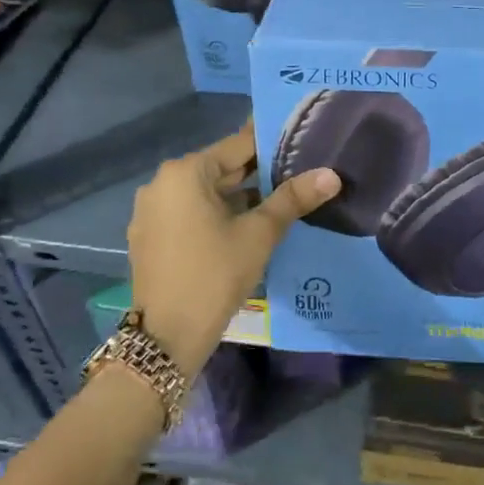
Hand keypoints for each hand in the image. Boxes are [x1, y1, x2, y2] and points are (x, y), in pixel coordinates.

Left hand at [127, 122, 339, 376]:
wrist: (166, 339)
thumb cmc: (214, 274)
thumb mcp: (260, 234)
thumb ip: (293, 199)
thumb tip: (332, 175)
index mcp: (185, 172)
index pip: (238, 145)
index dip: (272, 146)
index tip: (302, 145)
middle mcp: (162, 183)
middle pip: (221, 169)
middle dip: (258, 175)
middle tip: (298, 176)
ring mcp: (152, 212)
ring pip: (206, 194)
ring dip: (239, 198)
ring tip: (280, 203)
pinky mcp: (150, 237)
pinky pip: (190, 214)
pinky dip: (217, 216)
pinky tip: (246, 229)